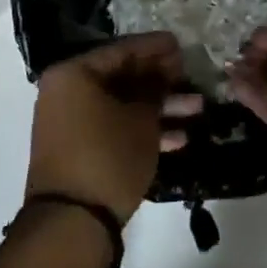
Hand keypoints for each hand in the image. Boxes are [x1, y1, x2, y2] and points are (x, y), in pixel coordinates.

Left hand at [28, 33, 202, 223]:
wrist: (72, 222)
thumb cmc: (108, 156)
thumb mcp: (141, 119)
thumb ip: (154, 89)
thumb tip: (163, 72)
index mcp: (75, 73)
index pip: (122, 50)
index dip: (156, 48)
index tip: (182, 45)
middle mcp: (68, 92)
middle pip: (122, 77)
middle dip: (161, 80)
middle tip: (191, 77)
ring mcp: (72, 122)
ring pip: (122, 105)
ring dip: (159, 107)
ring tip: (198, 108)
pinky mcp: (80, 149)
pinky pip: (114, 127)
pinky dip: (142, 129)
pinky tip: (180, 138)